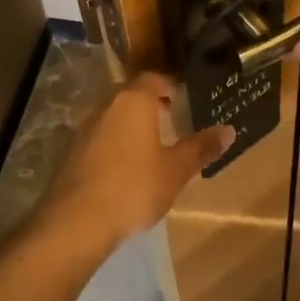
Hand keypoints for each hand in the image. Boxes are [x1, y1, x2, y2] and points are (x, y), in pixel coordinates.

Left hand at [35, 73, 233, 256]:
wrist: (77, 221)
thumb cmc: (134, 187)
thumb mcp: (176, 170)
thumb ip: (201, 148)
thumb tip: (229, 130)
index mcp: (134, 101)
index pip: (152, 79)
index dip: (168, 86)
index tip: (180, 100)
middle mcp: (106, 105)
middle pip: (130, 95)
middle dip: (149, 104)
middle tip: (169, 120)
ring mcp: (84, 128)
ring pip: (112, 116)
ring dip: (130, 124)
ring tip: (149, 146)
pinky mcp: (71, 152)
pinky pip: (99, 137)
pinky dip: (114, 143)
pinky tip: (124, 168)